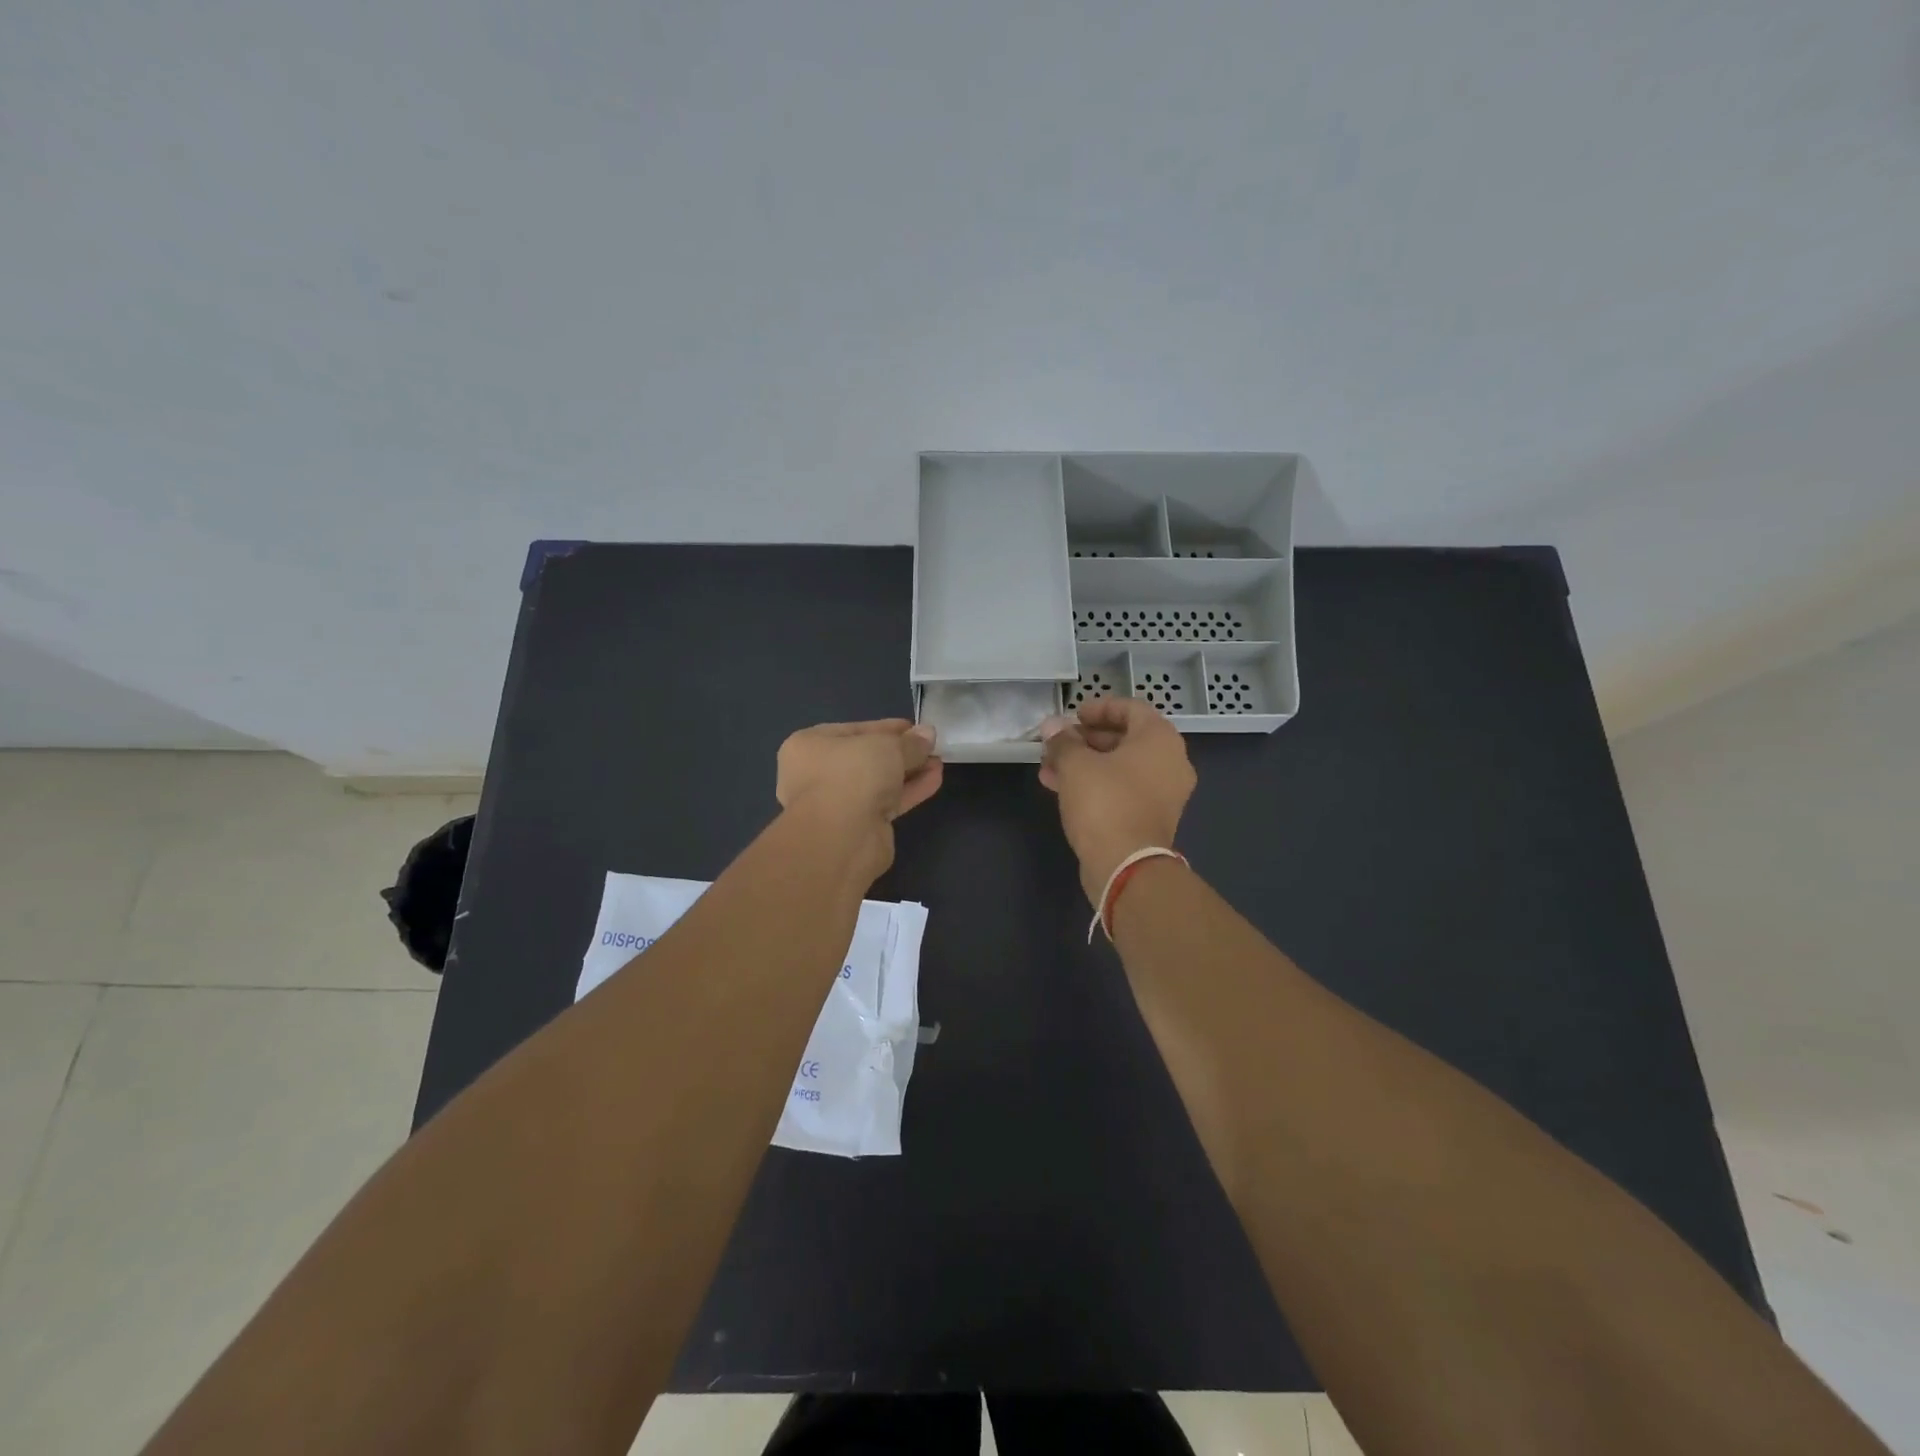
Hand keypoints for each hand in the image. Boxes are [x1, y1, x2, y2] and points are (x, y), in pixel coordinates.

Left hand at [776, 719, 943, 873]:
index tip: (914, 727)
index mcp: (809, 746)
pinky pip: (887, 802)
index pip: (854, 730)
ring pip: (878, 782)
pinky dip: (909, 791)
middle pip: (867, 758)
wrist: (841, 838)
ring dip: (908, 772)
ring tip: (938, 761)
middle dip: (900, 752)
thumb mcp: (887, 747)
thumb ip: (910, 742)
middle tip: (929, 746)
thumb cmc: (852, 775)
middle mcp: (818, 774)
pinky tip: (934, 779)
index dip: (886, 728)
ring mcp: (838, 803)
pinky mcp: (859, 827)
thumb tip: (928, 734)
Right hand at [1039, 698, 1195, 902]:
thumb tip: (1052, 726)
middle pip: (1125, 738)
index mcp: (1160, 739)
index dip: (1099, 708)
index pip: (1131, 708)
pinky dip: (1095, 784)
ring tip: (1049, 766)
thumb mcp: (1076, 765)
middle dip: (1086, 738)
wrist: (1126, 865)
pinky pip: (1122, 789)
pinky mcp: (1151, 818)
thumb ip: (1063, 741)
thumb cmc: (1105, 802)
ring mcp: (1163, 793)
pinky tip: (1060, 787)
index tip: (1072, 716)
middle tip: (1057, 742)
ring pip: (1120, 767)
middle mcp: (1170, 762)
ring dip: (1085, 763)